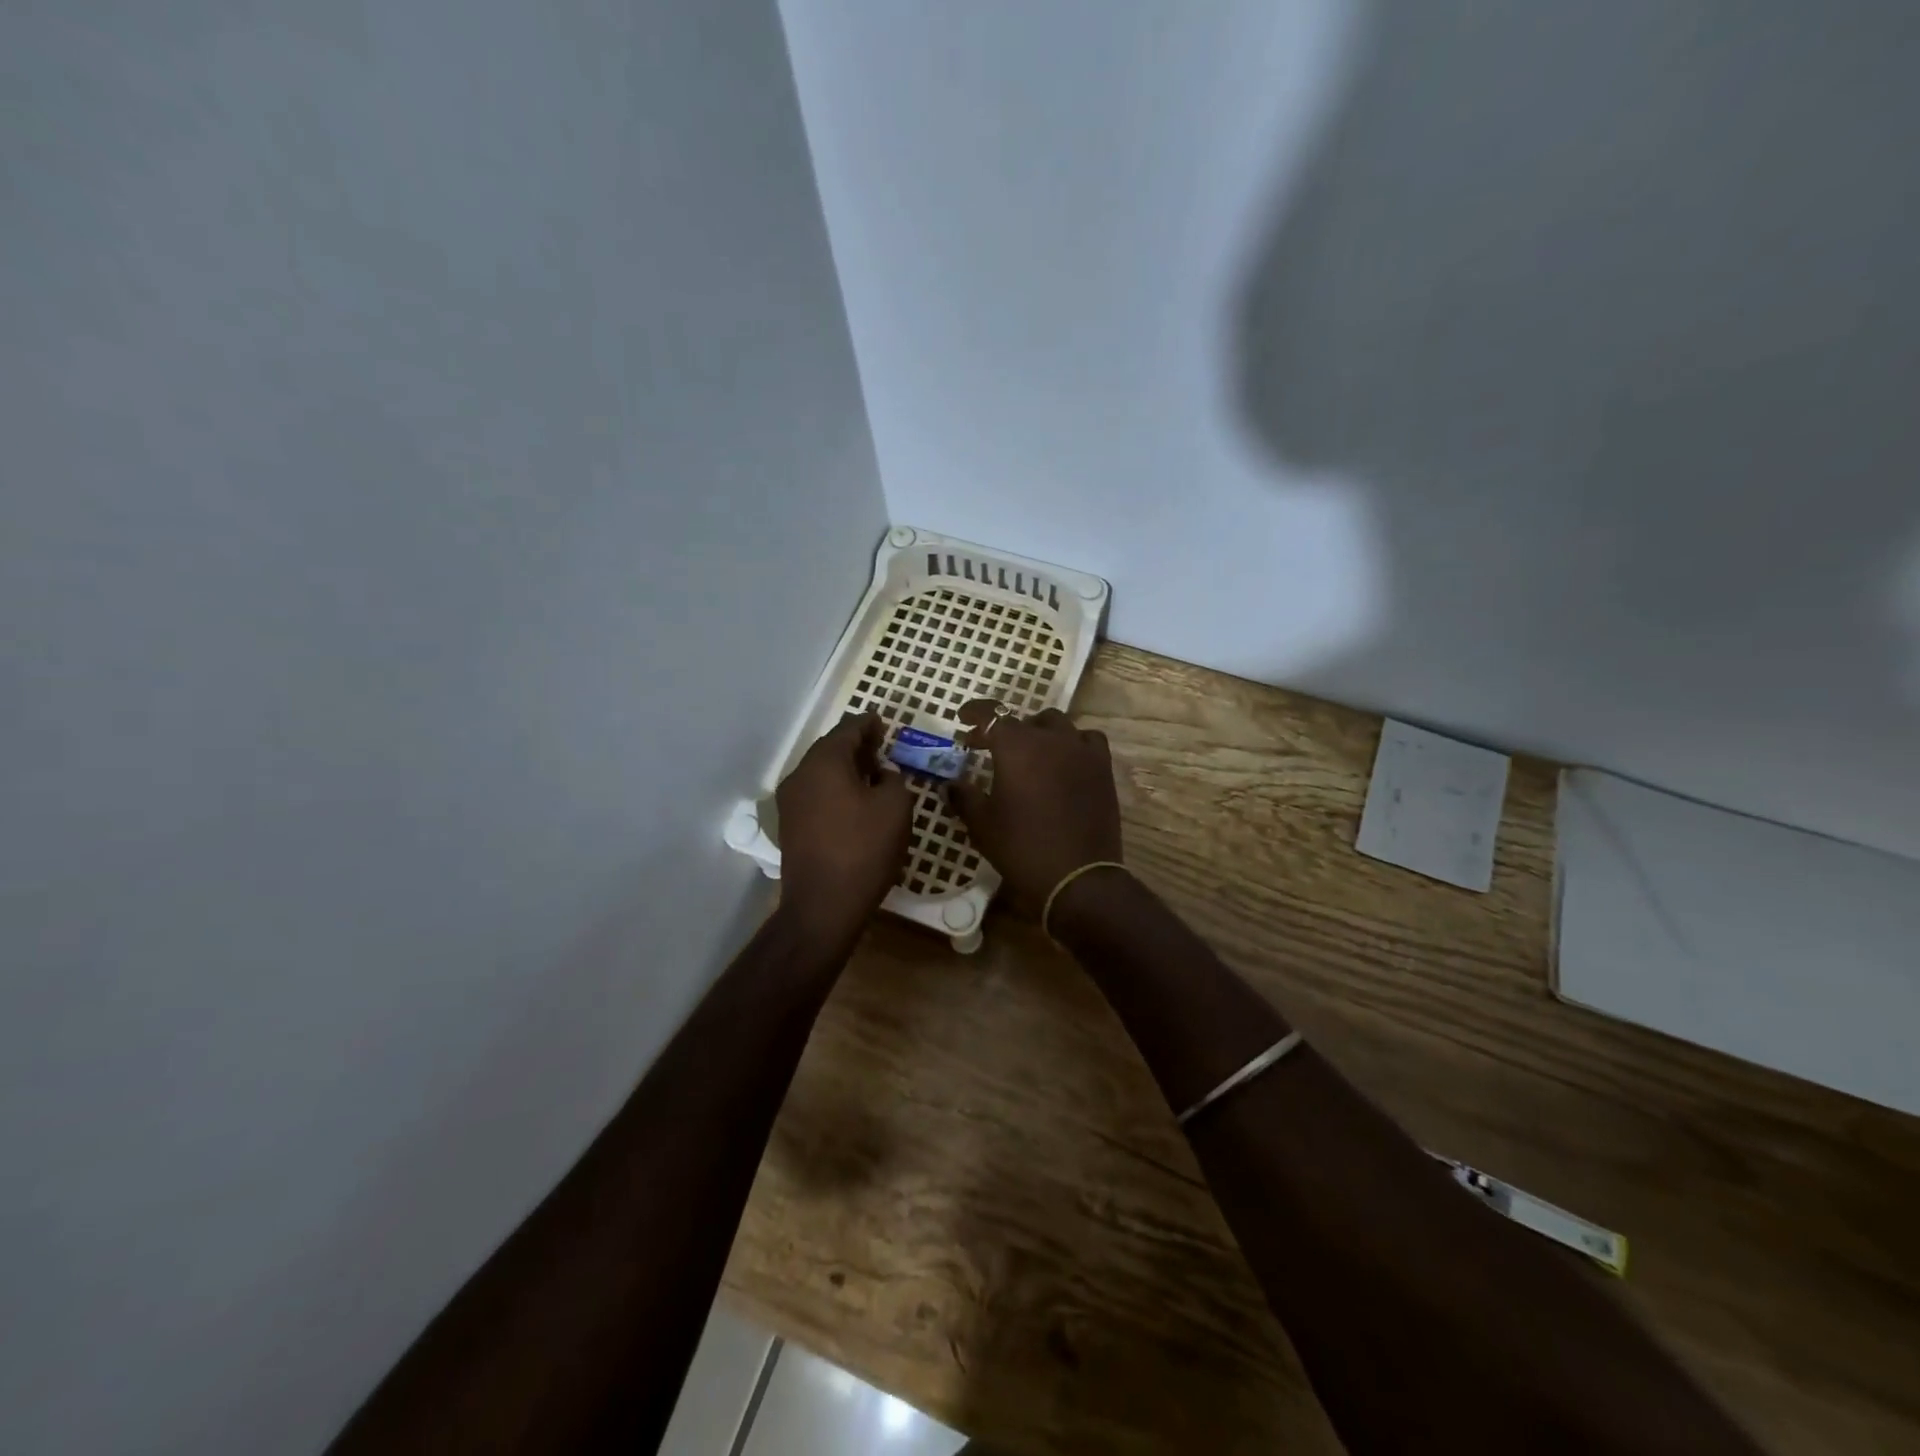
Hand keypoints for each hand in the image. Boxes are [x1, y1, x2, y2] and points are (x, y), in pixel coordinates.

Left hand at [776, 713, 912, 950]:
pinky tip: (855, 803)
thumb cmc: (864, 849)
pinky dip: (835, 789)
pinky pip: (816, 794)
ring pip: (821, 773)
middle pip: (830, 749)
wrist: (823, 906)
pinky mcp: (790, 826)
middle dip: (857, 746)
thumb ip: (893, 779)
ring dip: (846, 769)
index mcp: (824, 762)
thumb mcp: (896, 807)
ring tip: (873, 776)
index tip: (884, 723)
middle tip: (882, 748)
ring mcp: (790, 802)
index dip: (869, 723)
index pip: (848, 729)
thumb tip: (882, 776)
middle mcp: (800, 774)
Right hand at [950, 702, 1123, 912]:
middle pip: (1023, 720)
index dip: (975, 714)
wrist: (1077, 876)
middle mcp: (1050, 738)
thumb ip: (964, 796)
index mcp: (1015, 746)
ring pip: (1057, 724)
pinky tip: (1066, 759)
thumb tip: (951, 783)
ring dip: (1039, 732)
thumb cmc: (1021, 848)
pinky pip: (1087, 740)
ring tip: (1030, 751)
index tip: (963, 720)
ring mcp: (1080, 750)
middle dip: (1003, 729)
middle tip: (990, 748)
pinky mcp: (1102, 767)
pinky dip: (1073, 742)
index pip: (991, 714)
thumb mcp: (982, 824)